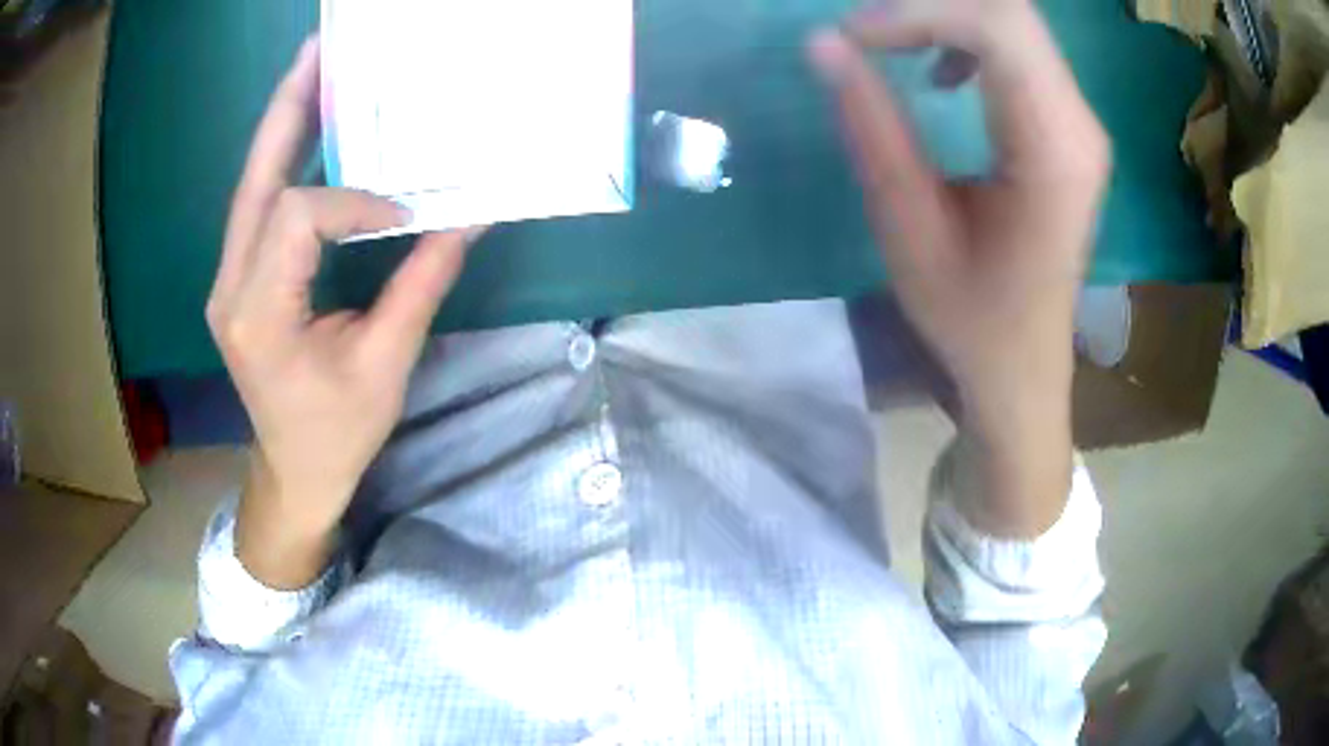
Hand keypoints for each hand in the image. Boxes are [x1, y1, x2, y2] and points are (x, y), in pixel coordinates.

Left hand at [208, 37, 472, 587]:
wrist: (293, 472)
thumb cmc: (336, 434)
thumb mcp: (384, 366)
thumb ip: (420, 284)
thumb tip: (468, 218)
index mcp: (260, 316)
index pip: (299, 219)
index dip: (354, 202)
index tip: (404, 215)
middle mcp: (230, 287)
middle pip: (255, 181)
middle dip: (287, 110)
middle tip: (317, 53)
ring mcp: (228, 280)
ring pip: (250, 186)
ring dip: (283, 125)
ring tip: (314, 72)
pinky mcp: (238, 278)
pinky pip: (258, 207)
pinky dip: (283, 160)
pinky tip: (308, 129)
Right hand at [809, 1, 1109, 535]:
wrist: (1025, 364)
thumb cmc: (971, 316)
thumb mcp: (910, 229)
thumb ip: (873, 127)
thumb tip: (825, 43)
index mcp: (1052, 151)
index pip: (996, 28)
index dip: (918, 12)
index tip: (853, 36)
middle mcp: (1079, 123)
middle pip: (1010, 9)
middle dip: (929, 4)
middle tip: (867, 30)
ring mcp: (1080, 121)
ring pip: (1014, 20)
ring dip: (945, 16)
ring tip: (890, 41)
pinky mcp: (1068, 125)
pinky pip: (1021, 47)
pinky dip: (967, 35)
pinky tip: (939, 69)